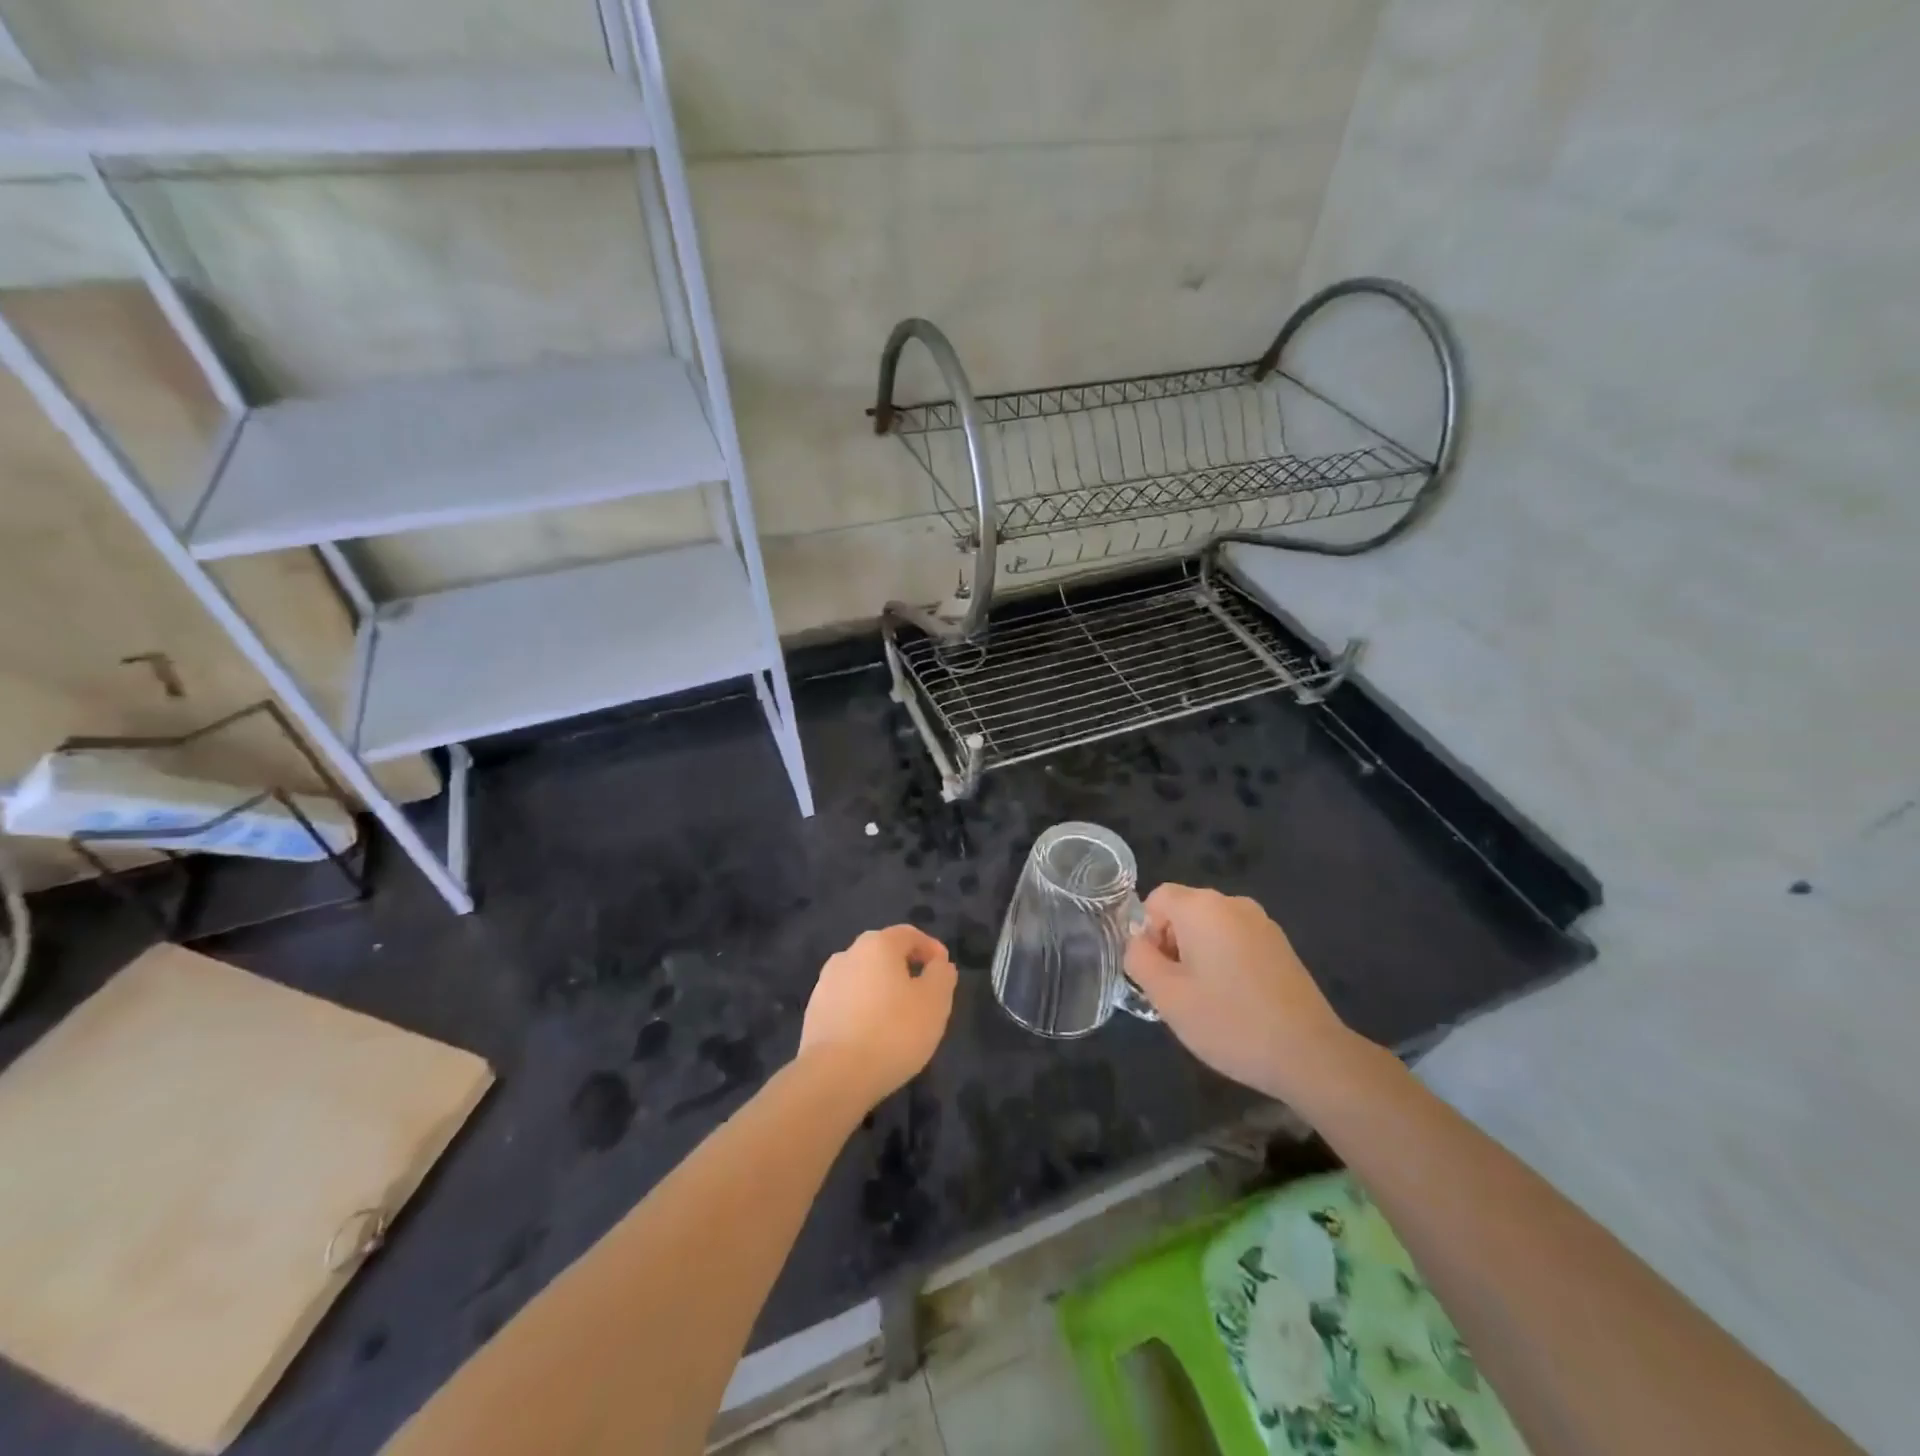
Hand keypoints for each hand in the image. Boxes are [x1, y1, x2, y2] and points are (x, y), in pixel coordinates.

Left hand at [798, 925, 956, 1109]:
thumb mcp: (935, 1002)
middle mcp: (848, 954)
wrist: (834, 1076)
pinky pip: (847, 1001)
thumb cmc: (893, 1032)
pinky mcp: (814, 1012)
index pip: (909, 934)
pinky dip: (863, 1010)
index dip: (931, 949)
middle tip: (924, 995)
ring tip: (898, 1019)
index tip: (944, 971)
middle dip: (905, 969)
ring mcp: (825, 983)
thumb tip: (938, 964)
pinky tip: (872, 1035)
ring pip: (864, 978)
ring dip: (882, 990)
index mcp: (877, 944)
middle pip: (883, 953)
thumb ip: (942, 975)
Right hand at [1125, 885, 1352, 1100]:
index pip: (1157, 899)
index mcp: (1202, 907)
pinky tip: (1236, 1002)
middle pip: (1184, 912)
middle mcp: (1233, 903)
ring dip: (1198, 956)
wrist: (1309, 1054)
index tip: (1159, 973)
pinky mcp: (1281, 946)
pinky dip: (1226, 962)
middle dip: (1173, 945)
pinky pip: (1236, 942)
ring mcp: (1262, 923)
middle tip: (1179, 992)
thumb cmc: (1229, 1021)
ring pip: (1211, 929)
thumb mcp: (1166, 995)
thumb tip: (1139, 943)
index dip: (1147, 933)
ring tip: (1208, 1001)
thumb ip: (1139, 959)